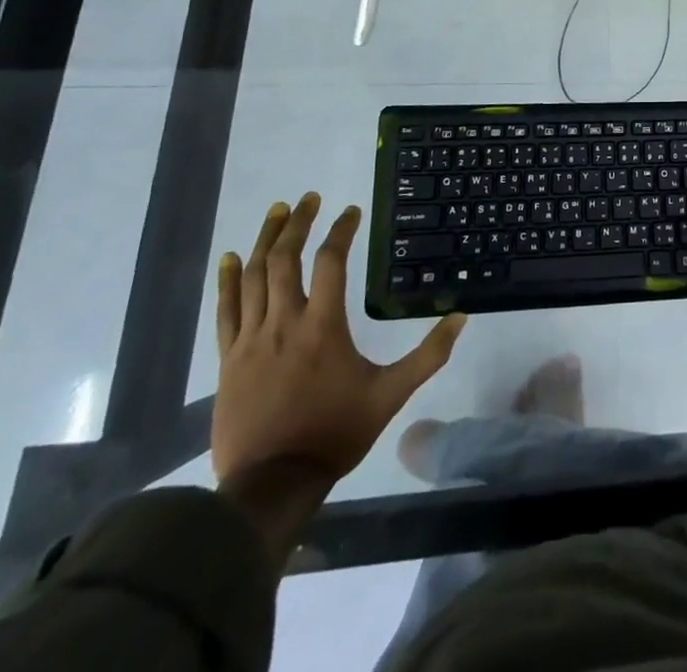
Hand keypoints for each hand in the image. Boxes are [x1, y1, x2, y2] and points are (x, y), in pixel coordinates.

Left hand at [213, 193, 464, 487]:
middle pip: (285, 259)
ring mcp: (251, 340)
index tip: (351, 211)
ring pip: (253, 276)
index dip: (341, 231)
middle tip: (310, 198)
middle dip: (298, 223)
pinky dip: (227, 280)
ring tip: (278, 211)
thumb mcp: (390, 395)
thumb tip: (461, 317)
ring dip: (265, 240)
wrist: (271, 486)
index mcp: (323, 326)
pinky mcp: (229, 359)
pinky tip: (229, 257)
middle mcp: (284, 322)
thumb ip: (427, 355)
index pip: (330, 262)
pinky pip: (225, 310)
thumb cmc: (334, 434)